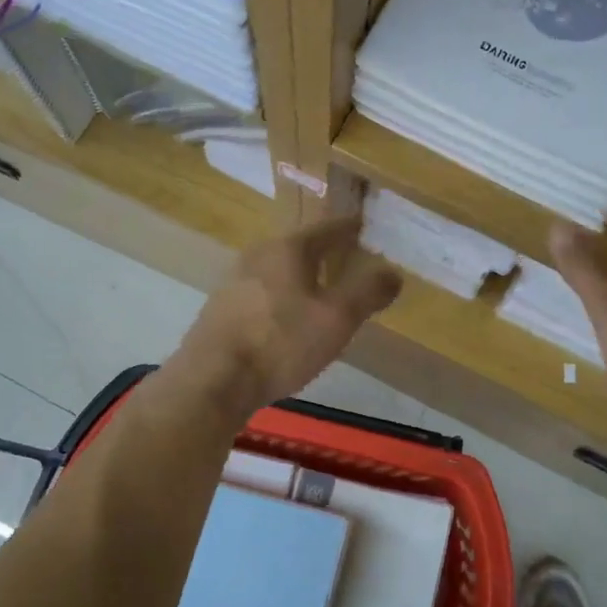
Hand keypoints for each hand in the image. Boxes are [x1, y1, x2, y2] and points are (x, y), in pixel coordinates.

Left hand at [171, 215, 402, 420]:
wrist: (213, 379)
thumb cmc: (280, 342)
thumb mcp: (336, 319)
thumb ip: (367, 292)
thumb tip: (393, 271)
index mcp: (288, 248)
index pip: (327, 228)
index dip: (350, 228)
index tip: (366, 226)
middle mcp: (257, 255)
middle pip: (299, 247)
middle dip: (325, 253)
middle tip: (348, 260)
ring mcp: (234, 281)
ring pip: (278, 270)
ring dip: (301, 277)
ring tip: (321, 291)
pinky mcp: (220, 309)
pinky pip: (262, 293)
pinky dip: (282, 298)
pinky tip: (287, 319)